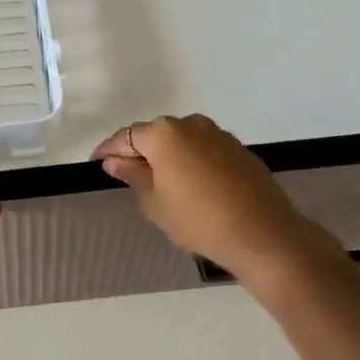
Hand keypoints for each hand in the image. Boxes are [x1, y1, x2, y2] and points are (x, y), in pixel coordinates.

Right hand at [92, 114, 339, 284]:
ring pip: (181, 141)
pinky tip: (191, 185)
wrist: (264, 235)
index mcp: (163, 134)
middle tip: (127, 174)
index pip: (126, 136)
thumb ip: (133, 175)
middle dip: (139, 151)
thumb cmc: (198, 220)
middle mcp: (190, 124)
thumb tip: (114, 160)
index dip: (108, 149)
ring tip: (160, 182)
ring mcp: (218, 134)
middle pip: (154, 134)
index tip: (96, 162)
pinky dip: (191, 162)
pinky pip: (203, 150)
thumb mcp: (155, 202)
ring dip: (167, 156)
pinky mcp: (238, 149)